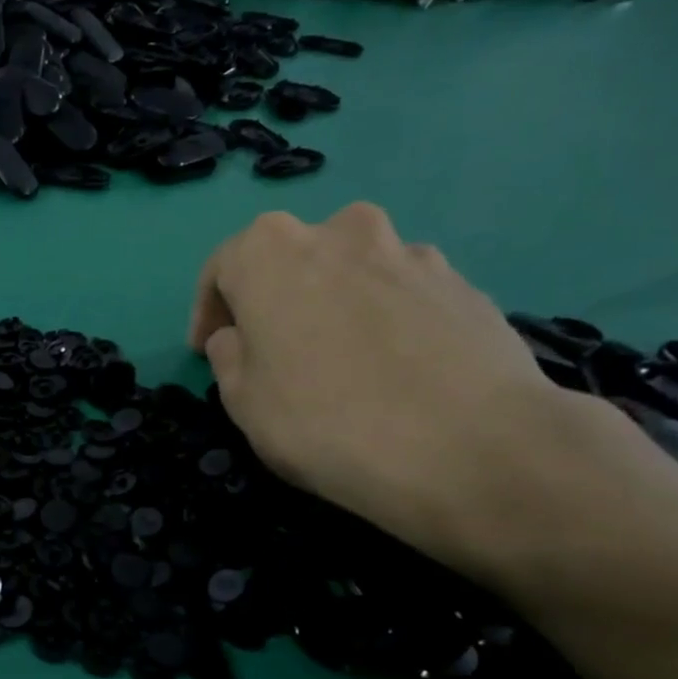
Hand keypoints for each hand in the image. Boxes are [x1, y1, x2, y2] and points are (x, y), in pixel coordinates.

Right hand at [188, 203, 609, 571]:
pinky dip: (383, 318)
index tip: (207, 352)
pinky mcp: (462, 283)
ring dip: (332, 303)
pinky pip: (400, 293)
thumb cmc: (325, 421)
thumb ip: (229, 356)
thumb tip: (240, 338)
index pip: (222, 267)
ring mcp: (408, 252)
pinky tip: (391, 368)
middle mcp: (339, 231)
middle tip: (271, 350)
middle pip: (289, 259)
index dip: (209, 312)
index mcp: (270, 251)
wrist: (470, 447)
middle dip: (272, 299)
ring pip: (350, 271)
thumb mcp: (242, 401)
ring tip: (337, 360)